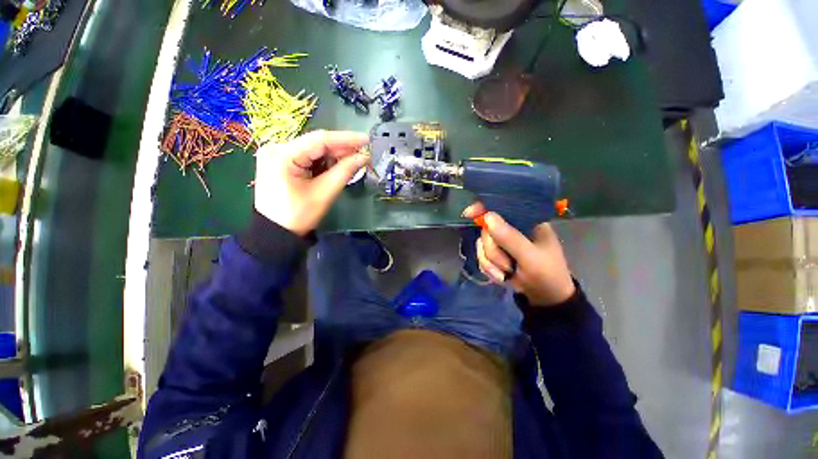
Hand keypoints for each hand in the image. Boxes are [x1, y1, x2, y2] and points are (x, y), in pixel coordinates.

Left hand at [254, 130, 369, 235]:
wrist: (276, 233)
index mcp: (282, 155)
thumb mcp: (324, 193)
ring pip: (313, 150)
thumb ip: (344, 171)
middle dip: (341, 149)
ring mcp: (277, 155)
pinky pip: (307, 157)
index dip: (346, 139)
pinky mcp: (280, 163)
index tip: (366, 139)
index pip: (319, 140)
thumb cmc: (299, 216)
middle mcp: (276, 148)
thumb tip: (363, 157)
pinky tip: (336, 167)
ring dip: (334, 156)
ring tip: (353, 162)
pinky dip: (324, 162)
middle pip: (316, 144)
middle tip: (363, 154)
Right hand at [462, 203, 574, 306]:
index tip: (469, 214)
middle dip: (493, 250)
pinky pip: (481, 257)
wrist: (545, 298)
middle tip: (507, 265)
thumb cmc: (547, 275)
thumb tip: (487, 217)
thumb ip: (510, 238)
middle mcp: (512, 229)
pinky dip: (489, 269)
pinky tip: (501, 276)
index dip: (484, 208)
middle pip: (487, 230)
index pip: (502, 207)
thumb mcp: (531, 257)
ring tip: (507, 273)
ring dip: (492, 262)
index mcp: (526, 222)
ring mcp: (502, 243)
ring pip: (482, 245)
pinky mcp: (495, 255)